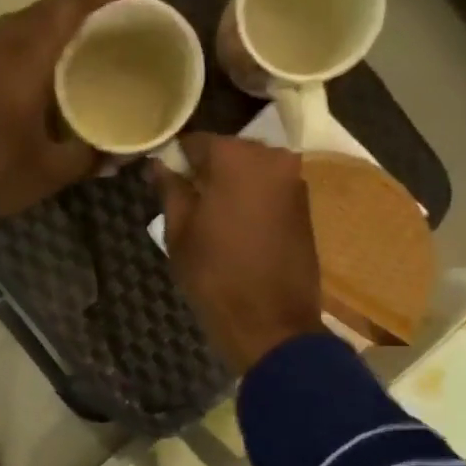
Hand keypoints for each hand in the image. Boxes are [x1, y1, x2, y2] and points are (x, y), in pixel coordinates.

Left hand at [0, 0, 134, 219]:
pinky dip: (30, 41)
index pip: (71, 5)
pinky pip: (5, 40)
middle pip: (47, 7)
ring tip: (81, 38)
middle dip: (83, 5)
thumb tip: (120, 154)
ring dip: (53, 23)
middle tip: (113, 17)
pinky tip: (41, 64)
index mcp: (27, 55)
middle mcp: (1, 42)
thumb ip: (89, 157)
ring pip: (22, 22)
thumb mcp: (51, 170)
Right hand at [151, 134, 324, 374]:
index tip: (162, 180)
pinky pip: (269, 190)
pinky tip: (236, 227)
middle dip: (206, 171)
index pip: (195, 142)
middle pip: (228, 152)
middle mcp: (272, 158)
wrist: (271, 324)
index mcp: (236, 157)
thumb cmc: (215, 276)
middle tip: (185, 200)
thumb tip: (160, 165)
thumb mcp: (179, 232)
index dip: (175, 159)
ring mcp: (294, 181)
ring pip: (251, 171)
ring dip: (230, 186)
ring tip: (209, 217)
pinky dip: (251, 200)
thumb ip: (171, 189)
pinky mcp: (305, 206)